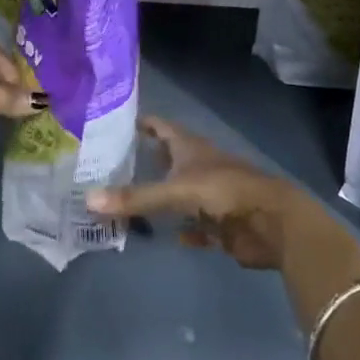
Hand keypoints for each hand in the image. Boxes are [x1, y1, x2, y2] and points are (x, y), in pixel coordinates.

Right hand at [84, 116, 318, 269]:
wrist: (271, 221)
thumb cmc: (223, 192)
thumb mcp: (175, 192)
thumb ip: (135, 198)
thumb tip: (88, 200)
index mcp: (190, 147)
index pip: (160, 127)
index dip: (142, 123)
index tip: (117, 123)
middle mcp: (200, 165)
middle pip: (170, 158)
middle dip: (148, 160)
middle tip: (115, 165)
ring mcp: (212, 194)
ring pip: (182, 192)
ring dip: (163, 197)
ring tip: (133, 201)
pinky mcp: (222, 222)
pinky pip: (198, 226)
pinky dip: (185, 230)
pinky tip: (169, 236)